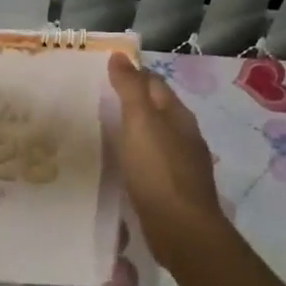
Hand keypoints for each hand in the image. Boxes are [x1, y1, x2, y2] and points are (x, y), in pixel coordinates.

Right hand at [107, 54, 228, 269]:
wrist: (181, 229)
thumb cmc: (158, 170)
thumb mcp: (140, 121)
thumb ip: (130, 88)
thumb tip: (121, 56)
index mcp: (178, 115)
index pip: (155, 83)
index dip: (133, 75)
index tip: (105, 74)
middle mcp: (185, 135)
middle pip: (158, 109)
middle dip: (134, 102)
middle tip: (100, 101)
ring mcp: (183, 164)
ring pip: (157, 137)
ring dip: (136, 131)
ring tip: (107, 131)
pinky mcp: (175, 189)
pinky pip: (154, 163)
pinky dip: (139, 157)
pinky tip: (125, 165)